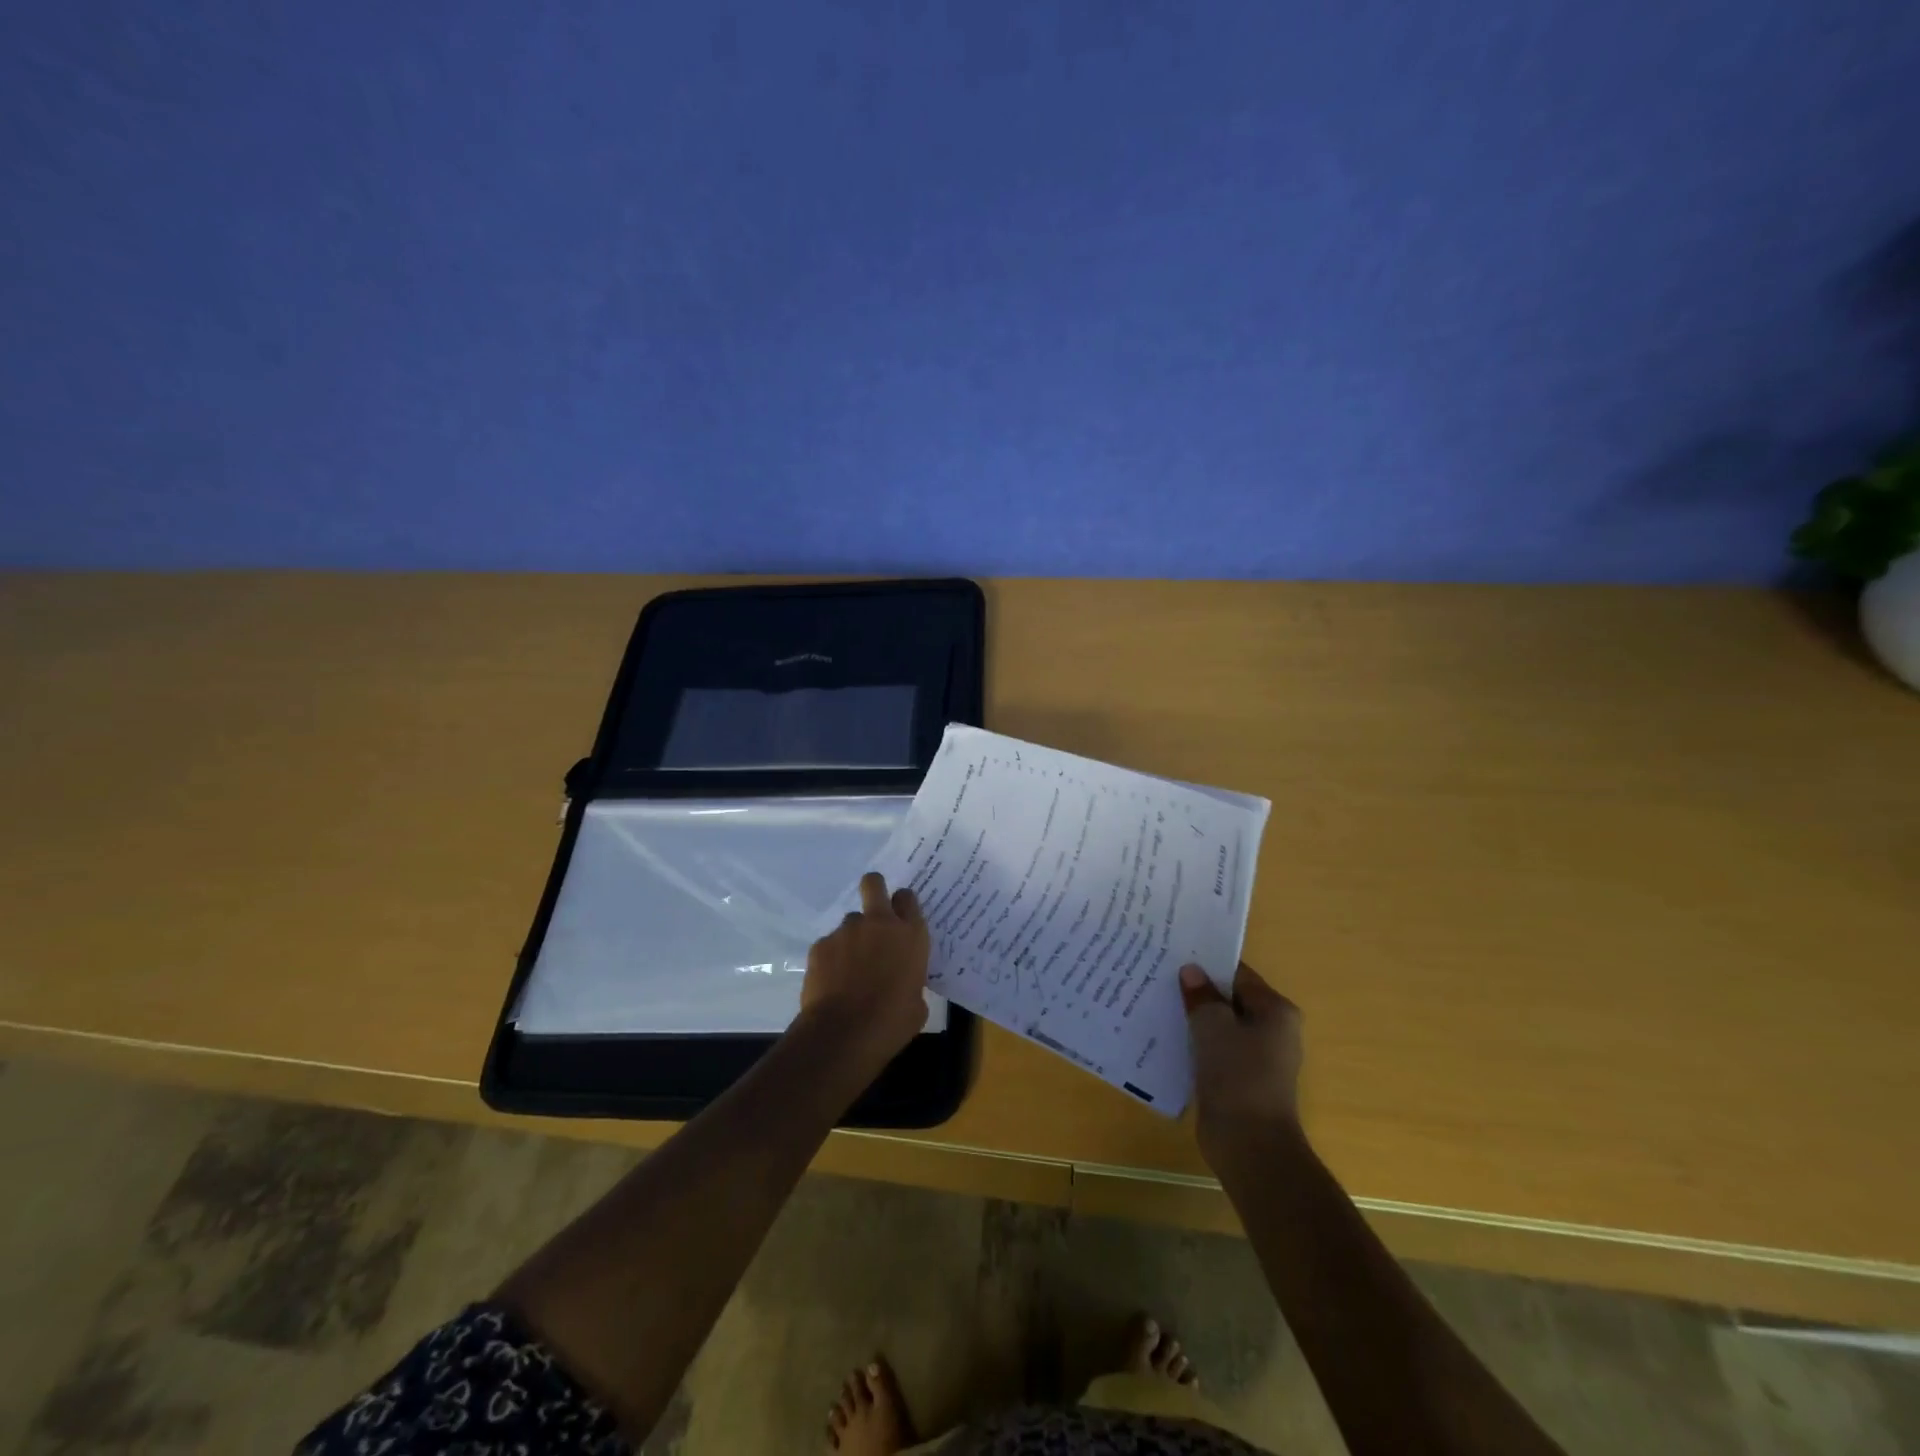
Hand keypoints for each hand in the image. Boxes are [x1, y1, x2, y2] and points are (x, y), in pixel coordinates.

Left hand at [799, 872, 930, 1069]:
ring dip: (853, 937)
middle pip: (874, 884)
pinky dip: (832, 958)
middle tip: (874, 913)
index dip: (902, 904)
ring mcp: (847, 931)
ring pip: (850, 921)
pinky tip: (832, 983)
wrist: (844, 1034)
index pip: (907, 898)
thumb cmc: (891, 1022)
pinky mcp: (821, 945)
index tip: (900, 917)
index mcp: (910, 935)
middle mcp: (879, 924)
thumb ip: (912, 981)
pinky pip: (830, 944)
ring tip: (849, 969)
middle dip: (874, 890)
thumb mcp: (917, 1004)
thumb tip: (903, 985)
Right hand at [1179, 962, 1304, 1163]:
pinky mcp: (1241, 1080)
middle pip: (1230, 999)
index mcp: (1276, 1011)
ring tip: (1158, 1002)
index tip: (1175, 955)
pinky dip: (1196, 1043)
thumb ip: (1201, 995)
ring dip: (1195, 1018)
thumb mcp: (1213, 1026)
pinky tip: (1167, 1037)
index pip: (1238, 974)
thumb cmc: (1238, 1075)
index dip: (1207, 964)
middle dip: (1199, 990)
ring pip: (1221, 1026)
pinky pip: (1216, 1050)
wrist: (1250, 1146)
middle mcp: (1273, 1031)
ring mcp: (1258, 1058)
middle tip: (1160, 976)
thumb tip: (1191, 971)